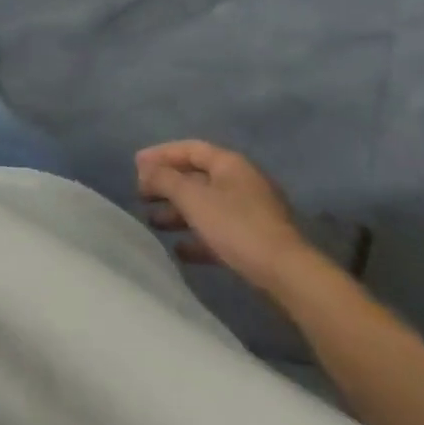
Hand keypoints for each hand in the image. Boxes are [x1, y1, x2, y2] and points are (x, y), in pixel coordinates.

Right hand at [136, 140, 315, 292]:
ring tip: (153, 223)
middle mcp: (241, 182)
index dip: (161, 154)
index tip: (136, 166)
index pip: (190, 149)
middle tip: (141, 195)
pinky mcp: (254, 241)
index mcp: (230, 164)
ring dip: (178, 212)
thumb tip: (144, 167)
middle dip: (166, 185)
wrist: (288, 275)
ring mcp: (250, 213)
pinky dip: (197, 237)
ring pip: (205, 205)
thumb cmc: (236, 226)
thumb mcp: (193, 198)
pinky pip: (218, 232)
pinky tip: (179, 250)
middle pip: (196, 177)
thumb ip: (164, 179)